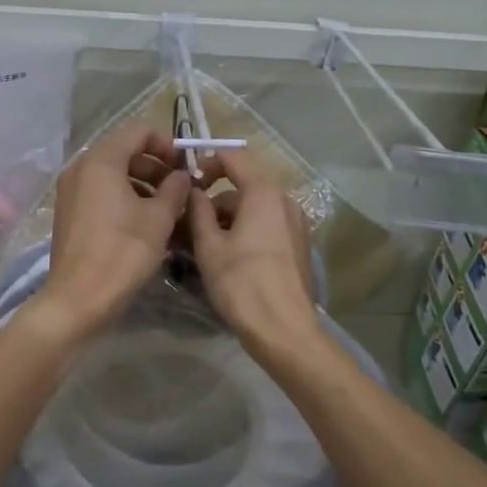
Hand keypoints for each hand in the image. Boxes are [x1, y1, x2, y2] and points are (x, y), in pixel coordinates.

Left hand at [36, 124, 191, 340]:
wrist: (79, 299)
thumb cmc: (123, 252)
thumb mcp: (159, 218)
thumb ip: (174, 189)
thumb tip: (180, 176)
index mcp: (101, 160)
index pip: (138, 131)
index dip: (167, 144)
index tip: (185, 166)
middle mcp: (80, 168)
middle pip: (124, 151)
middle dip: (155, 165)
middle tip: (179, 188)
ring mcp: (70, 191)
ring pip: (112, 174)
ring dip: (141, 183)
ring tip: (166, 208)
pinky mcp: (68, 213)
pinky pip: (100, 192)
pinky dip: (123, 197)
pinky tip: (143, 222)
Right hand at [186, 148, 319, 355]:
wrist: (284, 330)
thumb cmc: (241, 284)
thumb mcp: (209, 246)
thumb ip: (199, 210)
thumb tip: (195, 191)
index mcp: (264, 193)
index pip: (235, 156)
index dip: (208, 161)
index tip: (188, 180)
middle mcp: (285, 200)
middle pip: (245, 183)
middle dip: (215, 197)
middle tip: (189, 219)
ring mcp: (296, 223)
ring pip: (255, 206)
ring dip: (229, 216)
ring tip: (203, 242)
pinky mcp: (299, 244)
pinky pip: (267, 224)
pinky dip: (246, 229)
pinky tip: (228, 255)